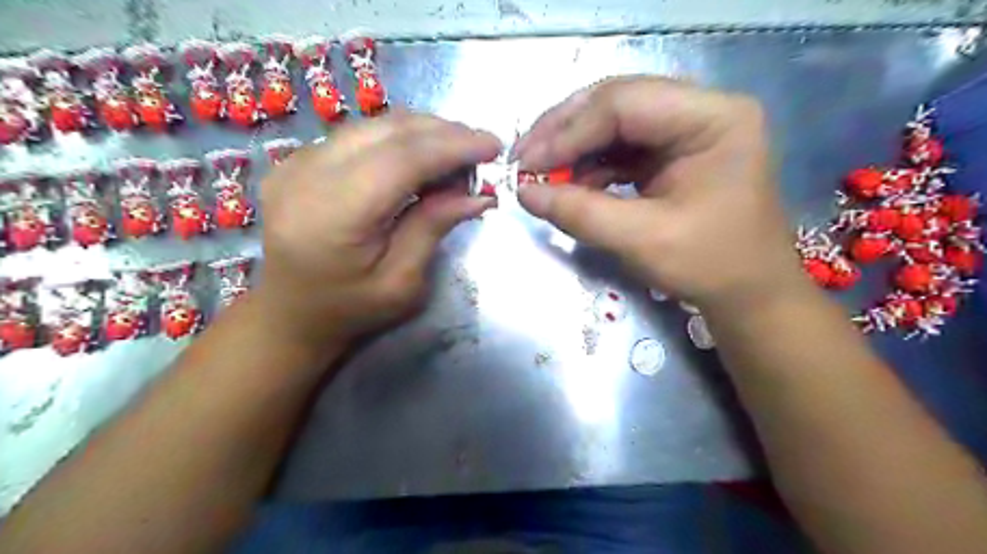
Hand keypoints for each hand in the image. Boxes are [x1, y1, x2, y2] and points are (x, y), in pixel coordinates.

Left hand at [256, 111, 501, 345]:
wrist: (290, 312)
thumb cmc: (349, 309)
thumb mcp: (402, 282)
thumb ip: (434, 228)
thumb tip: (479, 194)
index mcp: (332, 216)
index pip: (401, 159)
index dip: (452, 147)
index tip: (493, 146)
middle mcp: (306, 176)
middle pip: (387, 131)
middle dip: (444, 133)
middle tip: (482, 148)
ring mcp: (295, 163)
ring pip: (374, 126)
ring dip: (424, 132)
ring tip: (458, 152)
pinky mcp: (297, 160)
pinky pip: (359, 135)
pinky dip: (399, 139)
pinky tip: (423, 156)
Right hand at [512, 76, 805, 311]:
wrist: (748, 294)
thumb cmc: (710, 266)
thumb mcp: (642, 240)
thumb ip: (580, 213)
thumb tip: (523, 193)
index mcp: (714, 118)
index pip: (625, 103)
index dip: (569, 132)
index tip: (527, 164)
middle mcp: (702, 110)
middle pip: (617, 102)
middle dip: (564, 132)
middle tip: (524, 160)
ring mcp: (686, 130)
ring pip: (613, 123)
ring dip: (572, 149)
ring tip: (539, 174)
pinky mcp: (672, 153)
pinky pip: (620, 147)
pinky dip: (588, 165)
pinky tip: (568, 184)